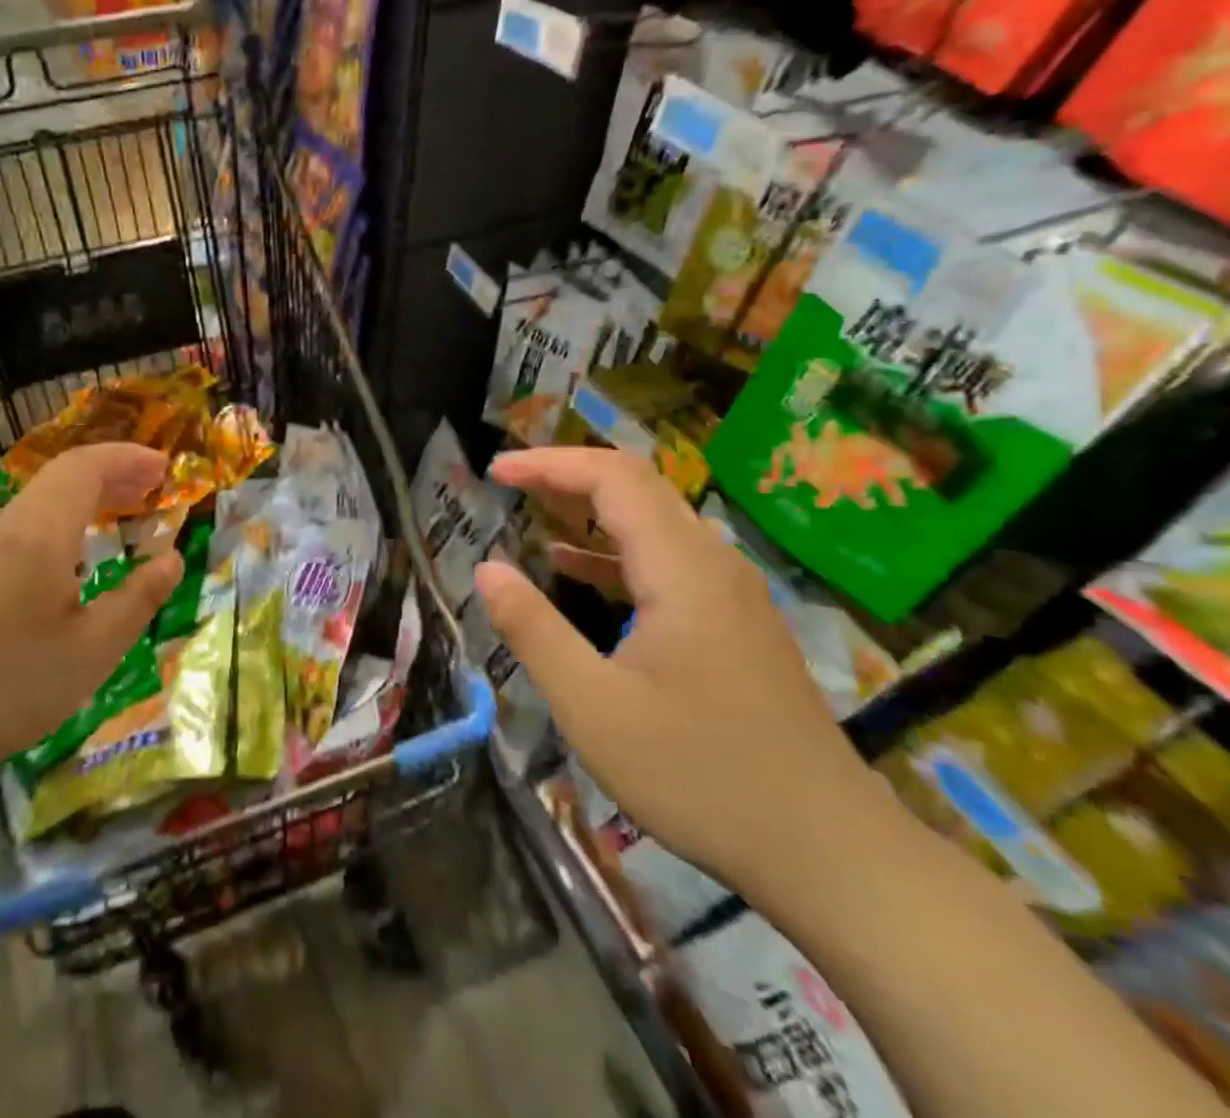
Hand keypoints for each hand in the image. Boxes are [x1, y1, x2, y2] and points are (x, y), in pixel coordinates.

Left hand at [0, 444, 183, 799]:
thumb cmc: (10, 686)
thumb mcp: (93, 650)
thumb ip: (138, 599)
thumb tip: (172, 559)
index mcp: (42, 535)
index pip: (85, 467)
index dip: (127, 458)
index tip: (165, 466)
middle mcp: (12, 527)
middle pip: (64, 474)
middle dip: (113, 469)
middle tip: (156, 483)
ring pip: (45, 495)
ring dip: (90, 490)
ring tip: (129, 507)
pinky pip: (31, 518)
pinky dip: (69, 513)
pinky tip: (84, 547)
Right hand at [474, 448, 882, 897]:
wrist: (830, 853)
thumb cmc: (701, 776)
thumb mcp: (593, 707)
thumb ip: (533, 629)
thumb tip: (486, 569)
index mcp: (682, 570)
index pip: (612, 477)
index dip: (549, 463)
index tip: (495, 471)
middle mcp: (713, 564)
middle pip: (637, 486)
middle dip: (567, 473)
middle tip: (508, 480)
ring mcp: (732, 594)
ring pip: (655, 521)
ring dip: (591, 508)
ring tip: (533, 511)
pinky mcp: (736, 624)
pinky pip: (669, 560)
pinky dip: (615, 550)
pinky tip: (576, 570)